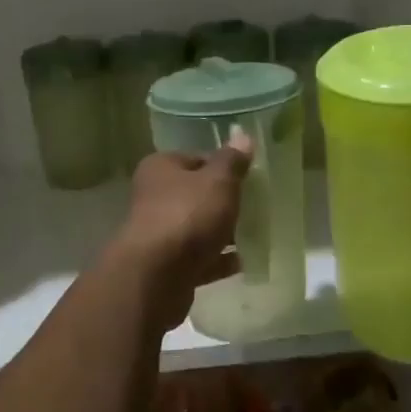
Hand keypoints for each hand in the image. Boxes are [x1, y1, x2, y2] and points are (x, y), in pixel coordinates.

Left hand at [115, 146, 250, 329]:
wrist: (156, 276)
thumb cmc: (187, 216)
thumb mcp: (218, 181)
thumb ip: (232, 161)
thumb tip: (242, 135)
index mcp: (161, 168)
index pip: (196, 158)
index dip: (223, 166)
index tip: (250, 177)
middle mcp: (154, 197)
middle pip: (196, 194)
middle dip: (224, 201)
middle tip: (256, 206)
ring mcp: (159, 234)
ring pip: (197, 228)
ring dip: (222, 232)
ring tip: (255, 234)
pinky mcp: (166, 266)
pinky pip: (198, 258)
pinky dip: (218, 260)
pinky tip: (243, 262)